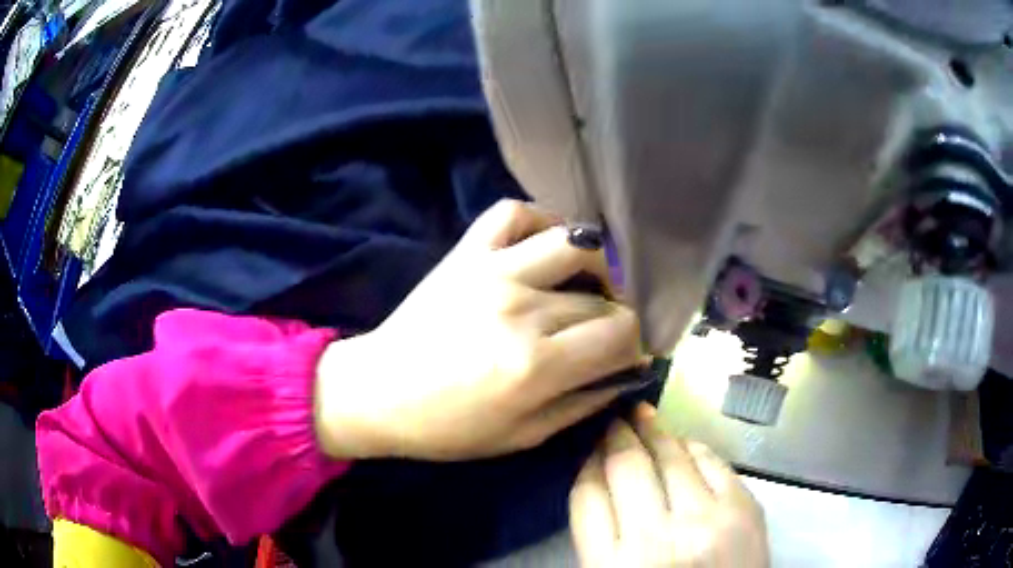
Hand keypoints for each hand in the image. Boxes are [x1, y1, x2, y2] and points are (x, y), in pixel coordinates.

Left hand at [314, 199, 643, 460]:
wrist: (378, 393)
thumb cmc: (449, 428)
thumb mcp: (524, 436)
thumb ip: (584, 403)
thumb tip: (629, 371)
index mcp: (536, 365)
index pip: (621, 334)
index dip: (635, 344)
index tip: (626, 354)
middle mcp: (521, 309)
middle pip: (602, 298)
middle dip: (615, 318)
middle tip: (602, 335)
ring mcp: (492, 271)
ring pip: (575, 244)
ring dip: (597, 265)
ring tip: (589, 286)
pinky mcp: (466, 253)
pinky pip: (514, 212)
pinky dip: (541, 220)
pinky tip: (547, 246)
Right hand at [570, 404, 768, 567]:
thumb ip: (600, 537)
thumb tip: (599, 479)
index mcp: (612, 565)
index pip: (588, 496)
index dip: (587, 463)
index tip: (591, 448)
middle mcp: (657, 540)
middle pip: (628, 468)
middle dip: (618, 436)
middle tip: (615, 420)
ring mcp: (706, 521)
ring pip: (672, 458)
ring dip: (655, 431)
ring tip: (644, 415)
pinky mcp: (743, 510)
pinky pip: (713, 462)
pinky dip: (695, 447)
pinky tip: (684, 441)